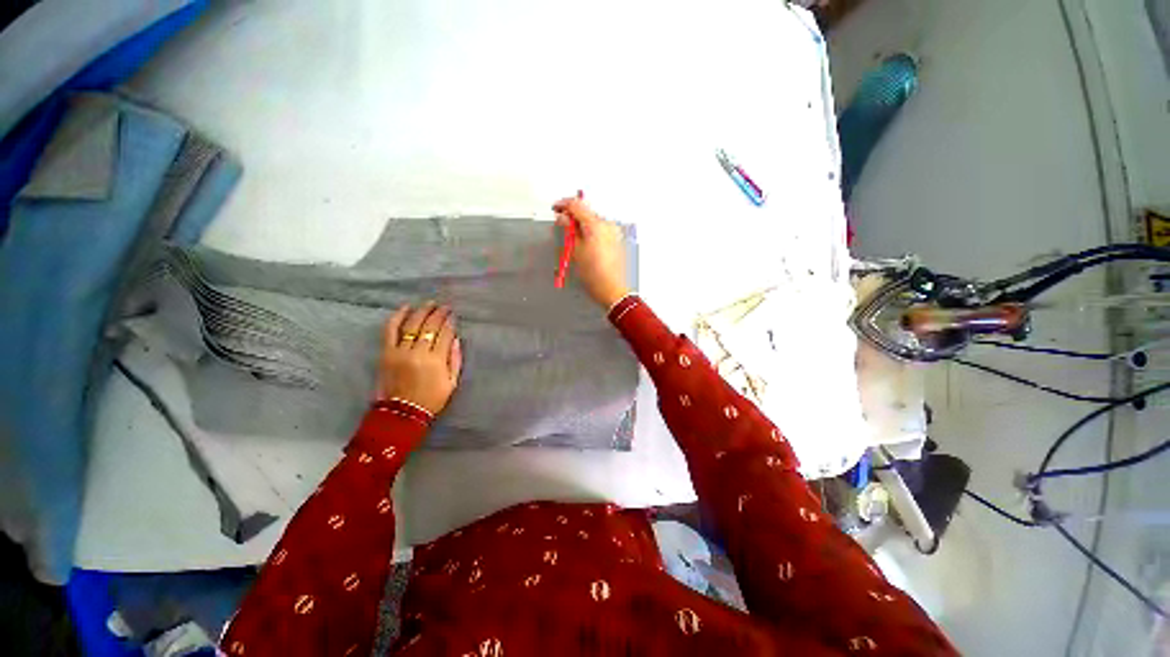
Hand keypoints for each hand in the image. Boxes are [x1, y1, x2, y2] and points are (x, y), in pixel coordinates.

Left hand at [377, 302, 462, 414]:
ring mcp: (400, 351)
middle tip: (444, 306)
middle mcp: (418, 352)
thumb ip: (455, 359)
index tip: (453, 315)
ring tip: (429, 304)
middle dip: (438, 313)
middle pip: (430, 326)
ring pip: (412, 325)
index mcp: (436, 360)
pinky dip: (397, 317)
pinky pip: (391, 330)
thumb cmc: (432, 398)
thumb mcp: (452, 381)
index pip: (445, 334)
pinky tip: (405, 308)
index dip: (450, 322)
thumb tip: (455, 339)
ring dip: (422, 311)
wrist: (403, 412)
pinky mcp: (386, 353)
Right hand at [553, 196, 629, 308]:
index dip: (564, 205)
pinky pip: (601, 229)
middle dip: (573, 215)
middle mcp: (607, 224)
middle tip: (562, 224)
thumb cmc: (594, 274)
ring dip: (582, 224)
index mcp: (596, 225)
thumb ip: (569, 230)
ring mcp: (614, 232)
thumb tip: (563, 218)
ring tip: (573, 238)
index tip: (556, 208)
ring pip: (594, 220)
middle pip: (587, 212)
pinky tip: (585, 242)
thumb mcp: (576, 251)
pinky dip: (591, 231)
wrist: (612, 289)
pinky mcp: (617, 239)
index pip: (577, 205)